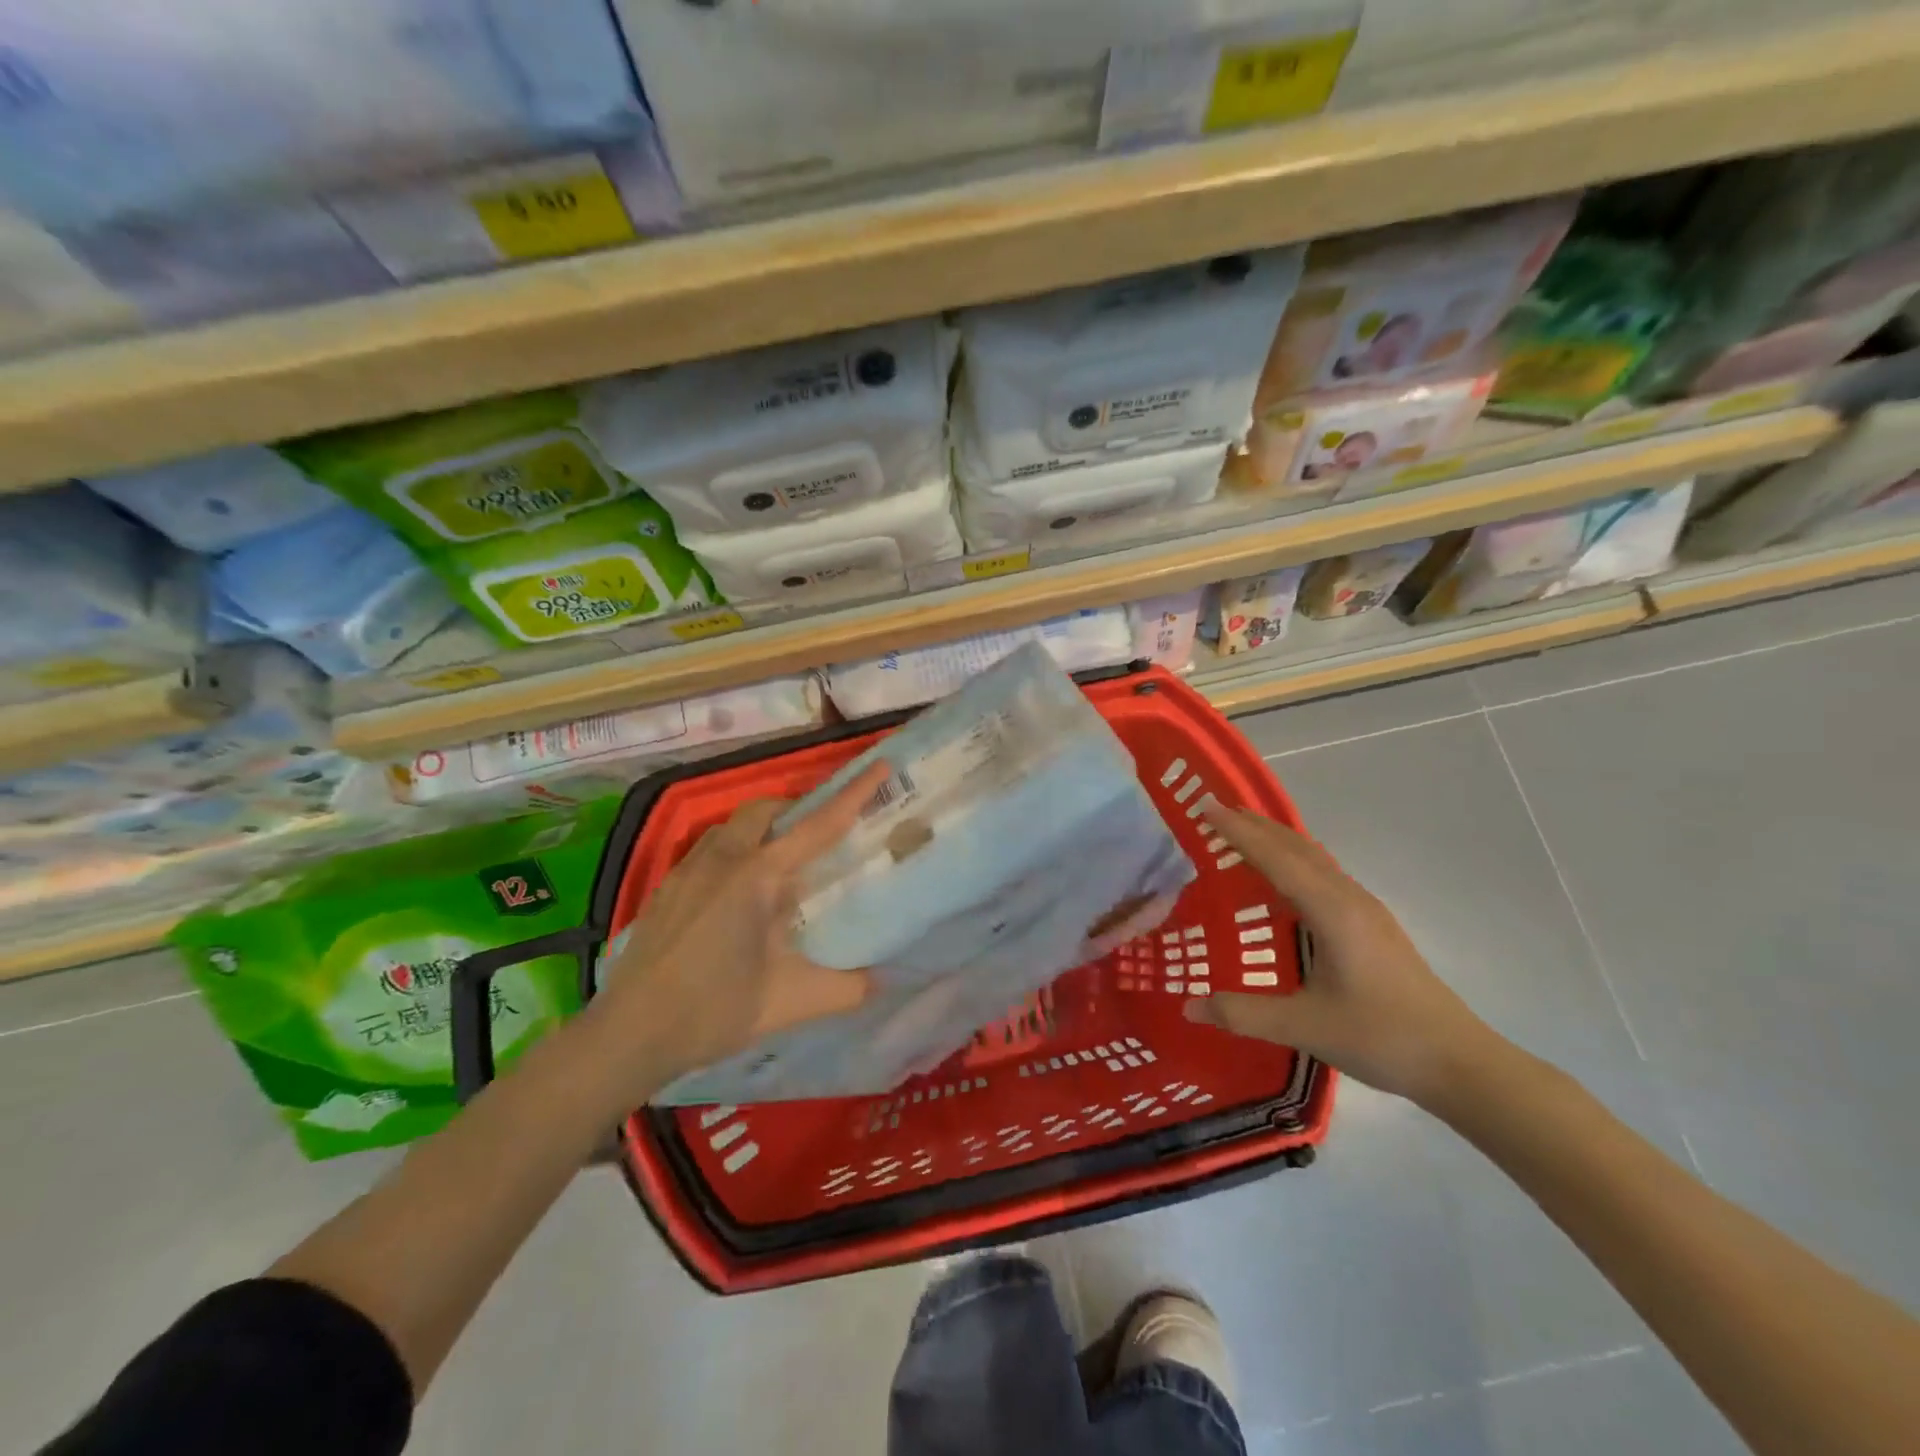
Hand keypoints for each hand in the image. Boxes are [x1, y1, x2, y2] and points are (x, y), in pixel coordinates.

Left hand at [584, 763, 889, 1101]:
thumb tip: (885, 980)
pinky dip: (734, 852)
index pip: (818, 825)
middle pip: (766, 810)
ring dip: (762, 830)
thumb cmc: (713, 1011)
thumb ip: (846, 988)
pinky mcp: (666, 887)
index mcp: (758, 877)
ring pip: (732, 827)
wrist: (629, 1034)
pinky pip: (708, 849)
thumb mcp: (789, 1002)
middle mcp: (723, 860)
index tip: (879, 765)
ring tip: (778, 869)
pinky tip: (735, 896)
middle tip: (819, 837)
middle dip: (797, 809)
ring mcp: (687, 870)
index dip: (853, 793)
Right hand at [1182, 805, 1499, 1104]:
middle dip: (1255, 825)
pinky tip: (1284, 878)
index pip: (1276, 858)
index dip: (1238, 831)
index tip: (1205, 805)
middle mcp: (1349, 899)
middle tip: (1215, 808)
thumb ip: (1243, 1014)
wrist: (1459, 1062)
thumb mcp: (1304, 1027)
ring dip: (1276, 839)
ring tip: (1242, 831)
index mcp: (1332, 911)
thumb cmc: (1381, 1037)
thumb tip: (1189, 1007)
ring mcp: (1365, 910)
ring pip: (1314, 858)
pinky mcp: (1372, 926)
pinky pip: (1324, 874)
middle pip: (1296, 848)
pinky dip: (1294, 860)